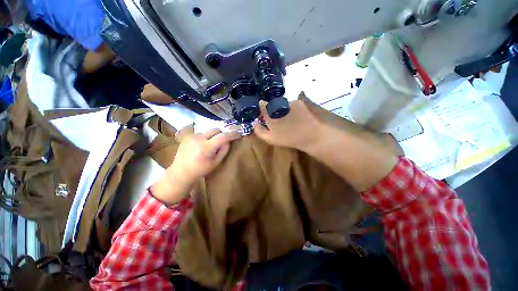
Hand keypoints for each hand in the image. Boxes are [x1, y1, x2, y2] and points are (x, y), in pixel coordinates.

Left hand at [152, 128, 240, 204]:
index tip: (239, 133)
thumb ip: (224, 150)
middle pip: (215, 130)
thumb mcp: (216, 162)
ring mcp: (191, 136)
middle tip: (224, 141)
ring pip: (208, 131)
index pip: (222, 136)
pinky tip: (203, 146)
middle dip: (222, 134)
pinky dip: (206, 137)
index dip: (232, 134)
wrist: (181, 173)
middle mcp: (198, 138)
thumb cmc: (200, 170)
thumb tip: (228, 141)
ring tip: (211, 146)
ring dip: (213, 136)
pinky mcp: (188, 136)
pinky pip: (202, 133)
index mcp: (206, 147)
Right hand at [254, 100, 323, 150]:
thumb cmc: (288, 138)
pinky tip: (294, 117)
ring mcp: (289, 102)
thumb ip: (259, 130)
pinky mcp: (298, 102)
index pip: (261, 106)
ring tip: (286, 120)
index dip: (262, 112)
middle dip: (271, 112)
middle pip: (271, 106)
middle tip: (276, 122)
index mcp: (269, 113)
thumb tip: (254, 122)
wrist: (310, 136)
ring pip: (281, 105)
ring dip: (281, 111)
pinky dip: (290, 110)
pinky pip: (290, 105)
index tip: (263, 119)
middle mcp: (278, 104)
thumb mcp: (270, 138)